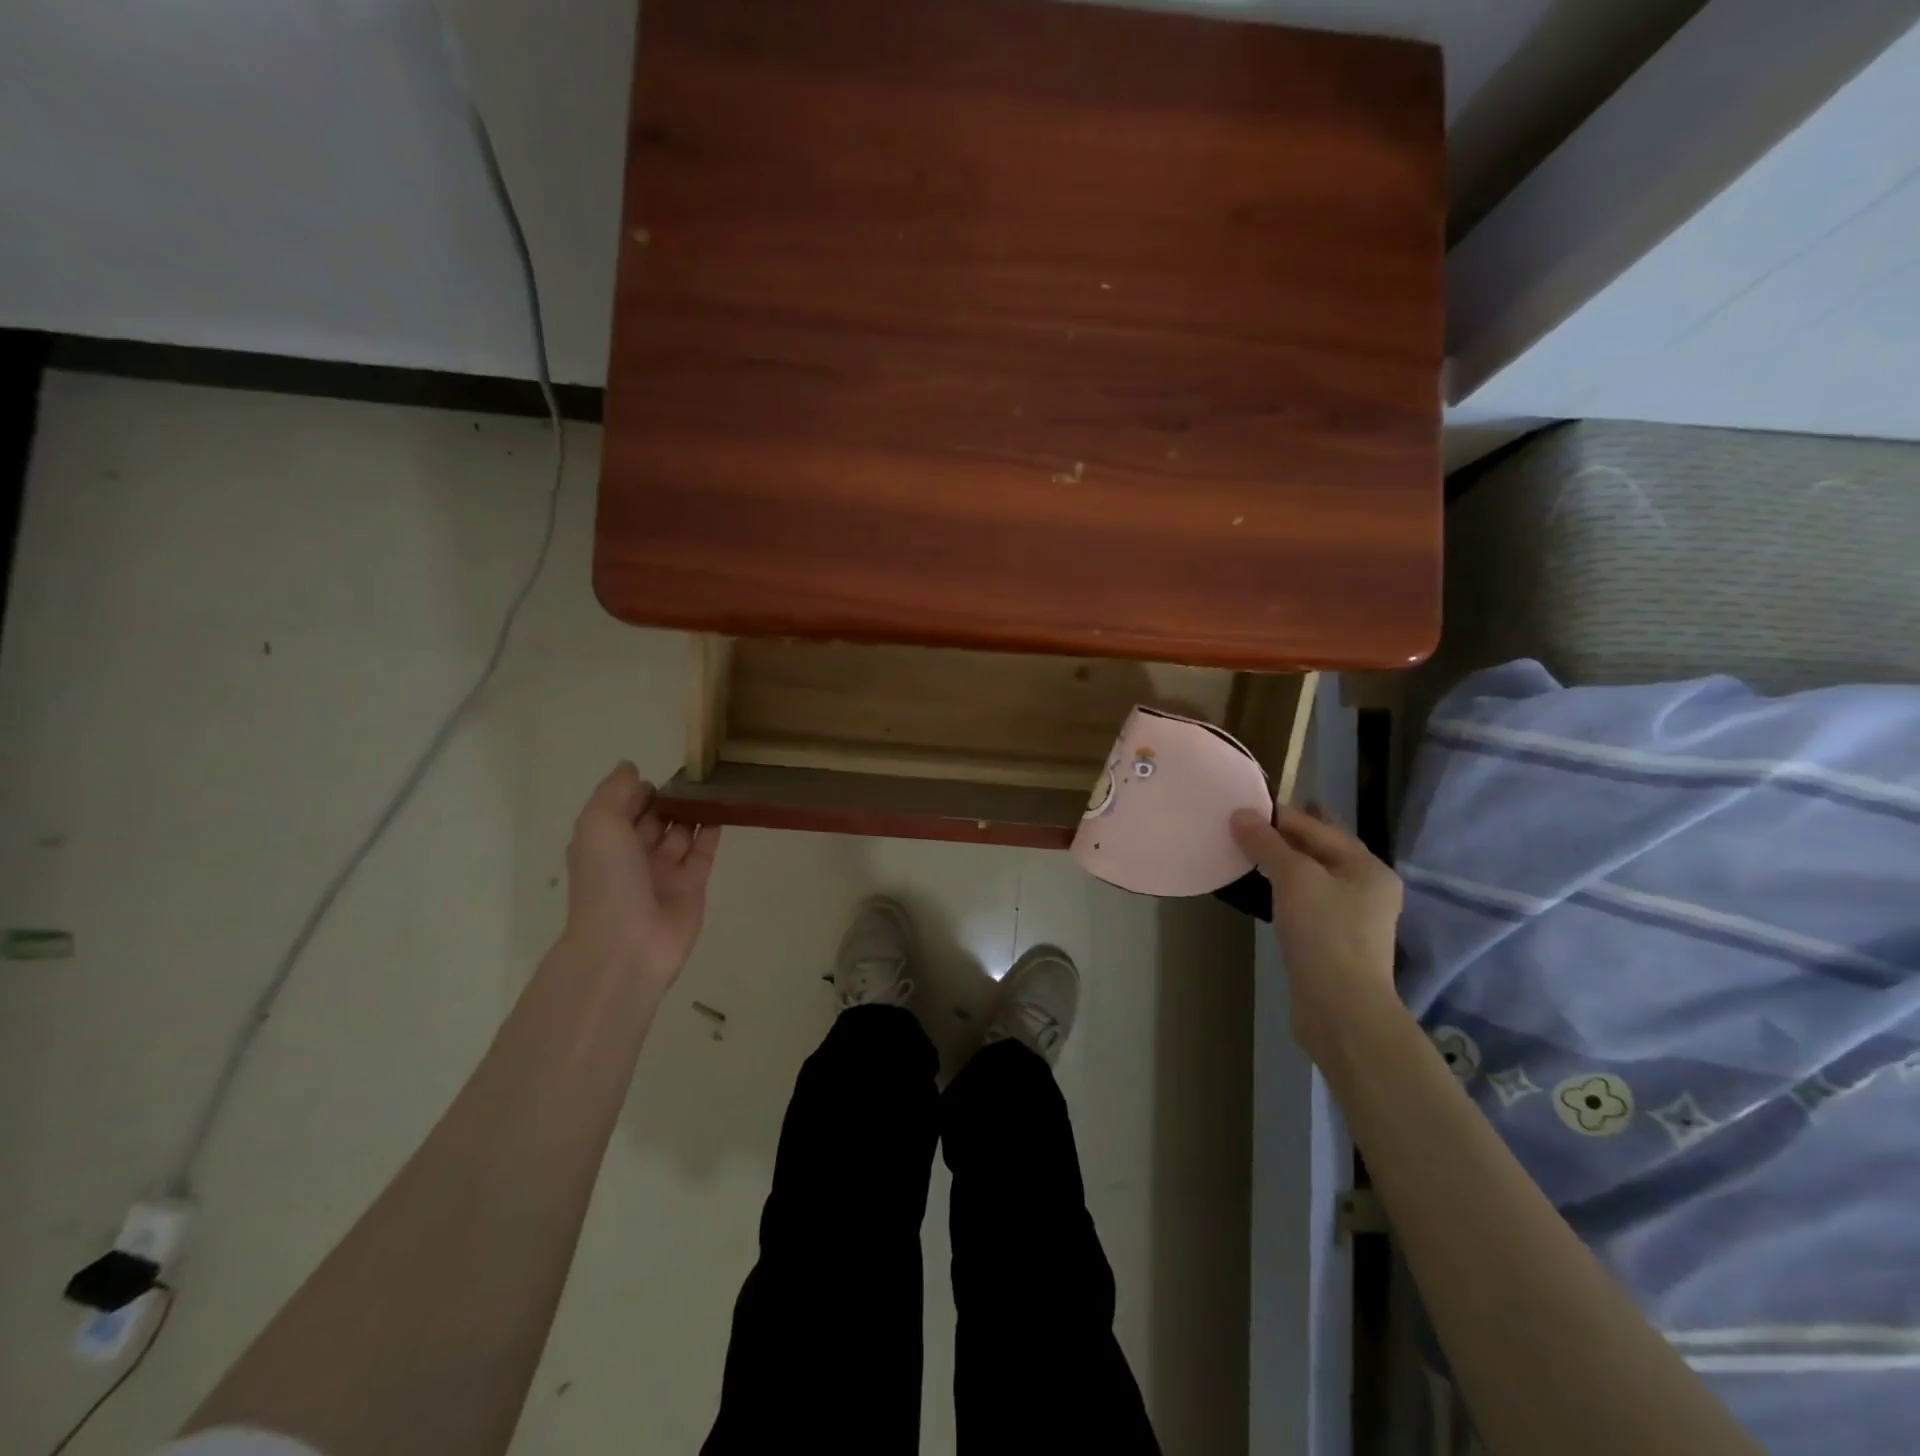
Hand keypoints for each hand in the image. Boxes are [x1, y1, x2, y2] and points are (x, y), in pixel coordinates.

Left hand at [561, 762, 721, 990]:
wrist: (627, 945)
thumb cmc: (608, 881)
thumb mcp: (599, 825)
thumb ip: (615, 792)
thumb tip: (632, 768)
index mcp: (604, 843)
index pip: (623, 808)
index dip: (639, 789)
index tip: (664, 770)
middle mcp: (632, 857)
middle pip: (654, 820)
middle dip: (671, 798)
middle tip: (698, 773)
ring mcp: (663, 873)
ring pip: (681, 834)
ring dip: (694, 811)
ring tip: (716, 784)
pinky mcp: (692, 887)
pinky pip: (703, 853)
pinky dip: (712, 832)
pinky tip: (725, 810)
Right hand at [1230, 803, 1403, 1060]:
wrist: (1341, 1009)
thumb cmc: (1324, 932)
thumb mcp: (1294, 878)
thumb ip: (1267, 843)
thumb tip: (1241, 814)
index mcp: (1367, 866)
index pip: (1318, 827)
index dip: (1281, 814)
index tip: (1245, 804)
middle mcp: (1367, 887)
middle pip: (1322, 849)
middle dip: (1289, 834)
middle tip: (1252, 819)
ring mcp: (1354, 918)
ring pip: (1314, 877)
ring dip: (1285, 862)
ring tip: (1251, 851)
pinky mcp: (1335, 942)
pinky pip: (1308, 901)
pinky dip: (1287, 889)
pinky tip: (1265, 890)